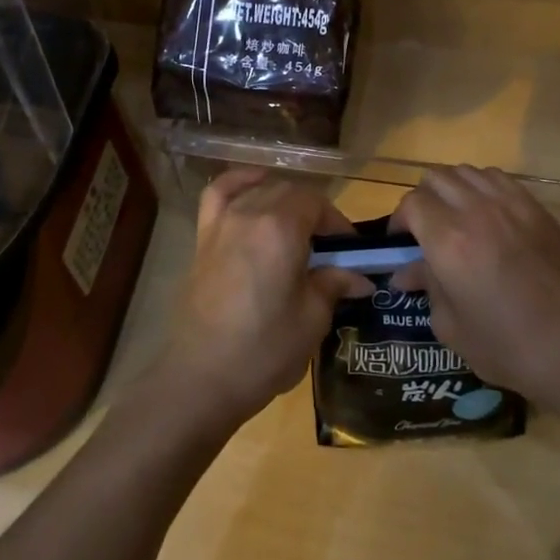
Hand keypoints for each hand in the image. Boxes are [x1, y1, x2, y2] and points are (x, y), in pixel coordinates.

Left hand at [153, 169, 372, 430]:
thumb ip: (333, 285)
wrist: (201, 377)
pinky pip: (219, 193)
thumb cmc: (264, 349)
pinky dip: (239, 182)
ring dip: (284, 202)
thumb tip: (358, 277)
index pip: (316, 203)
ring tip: (297, 231)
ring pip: (260, 191)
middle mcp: (250, 213)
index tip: (350, 251)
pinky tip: (254, 187)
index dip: (337, 223)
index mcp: (281, 228)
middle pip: (289, 193)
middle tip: (329, 250)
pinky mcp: (203, 237)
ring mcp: (222, 222)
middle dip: (314, 214)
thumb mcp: (312, 319)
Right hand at [390, 165, 559, 398]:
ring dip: (453, 188)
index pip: (412, 203)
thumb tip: (406, 272)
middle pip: (436, 178)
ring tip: (456, 216)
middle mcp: (476, 211)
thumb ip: (426, 288)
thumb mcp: (452, 326)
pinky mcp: (537, 209)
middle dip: (423, 199)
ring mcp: (510, 205)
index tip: (400, 241)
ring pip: (467, 171)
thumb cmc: (507, 347)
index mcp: (448, 241)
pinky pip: (499, 178)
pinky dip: (483, 187)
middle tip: (425, 228)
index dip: (400, 219)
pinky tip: (488, 213)